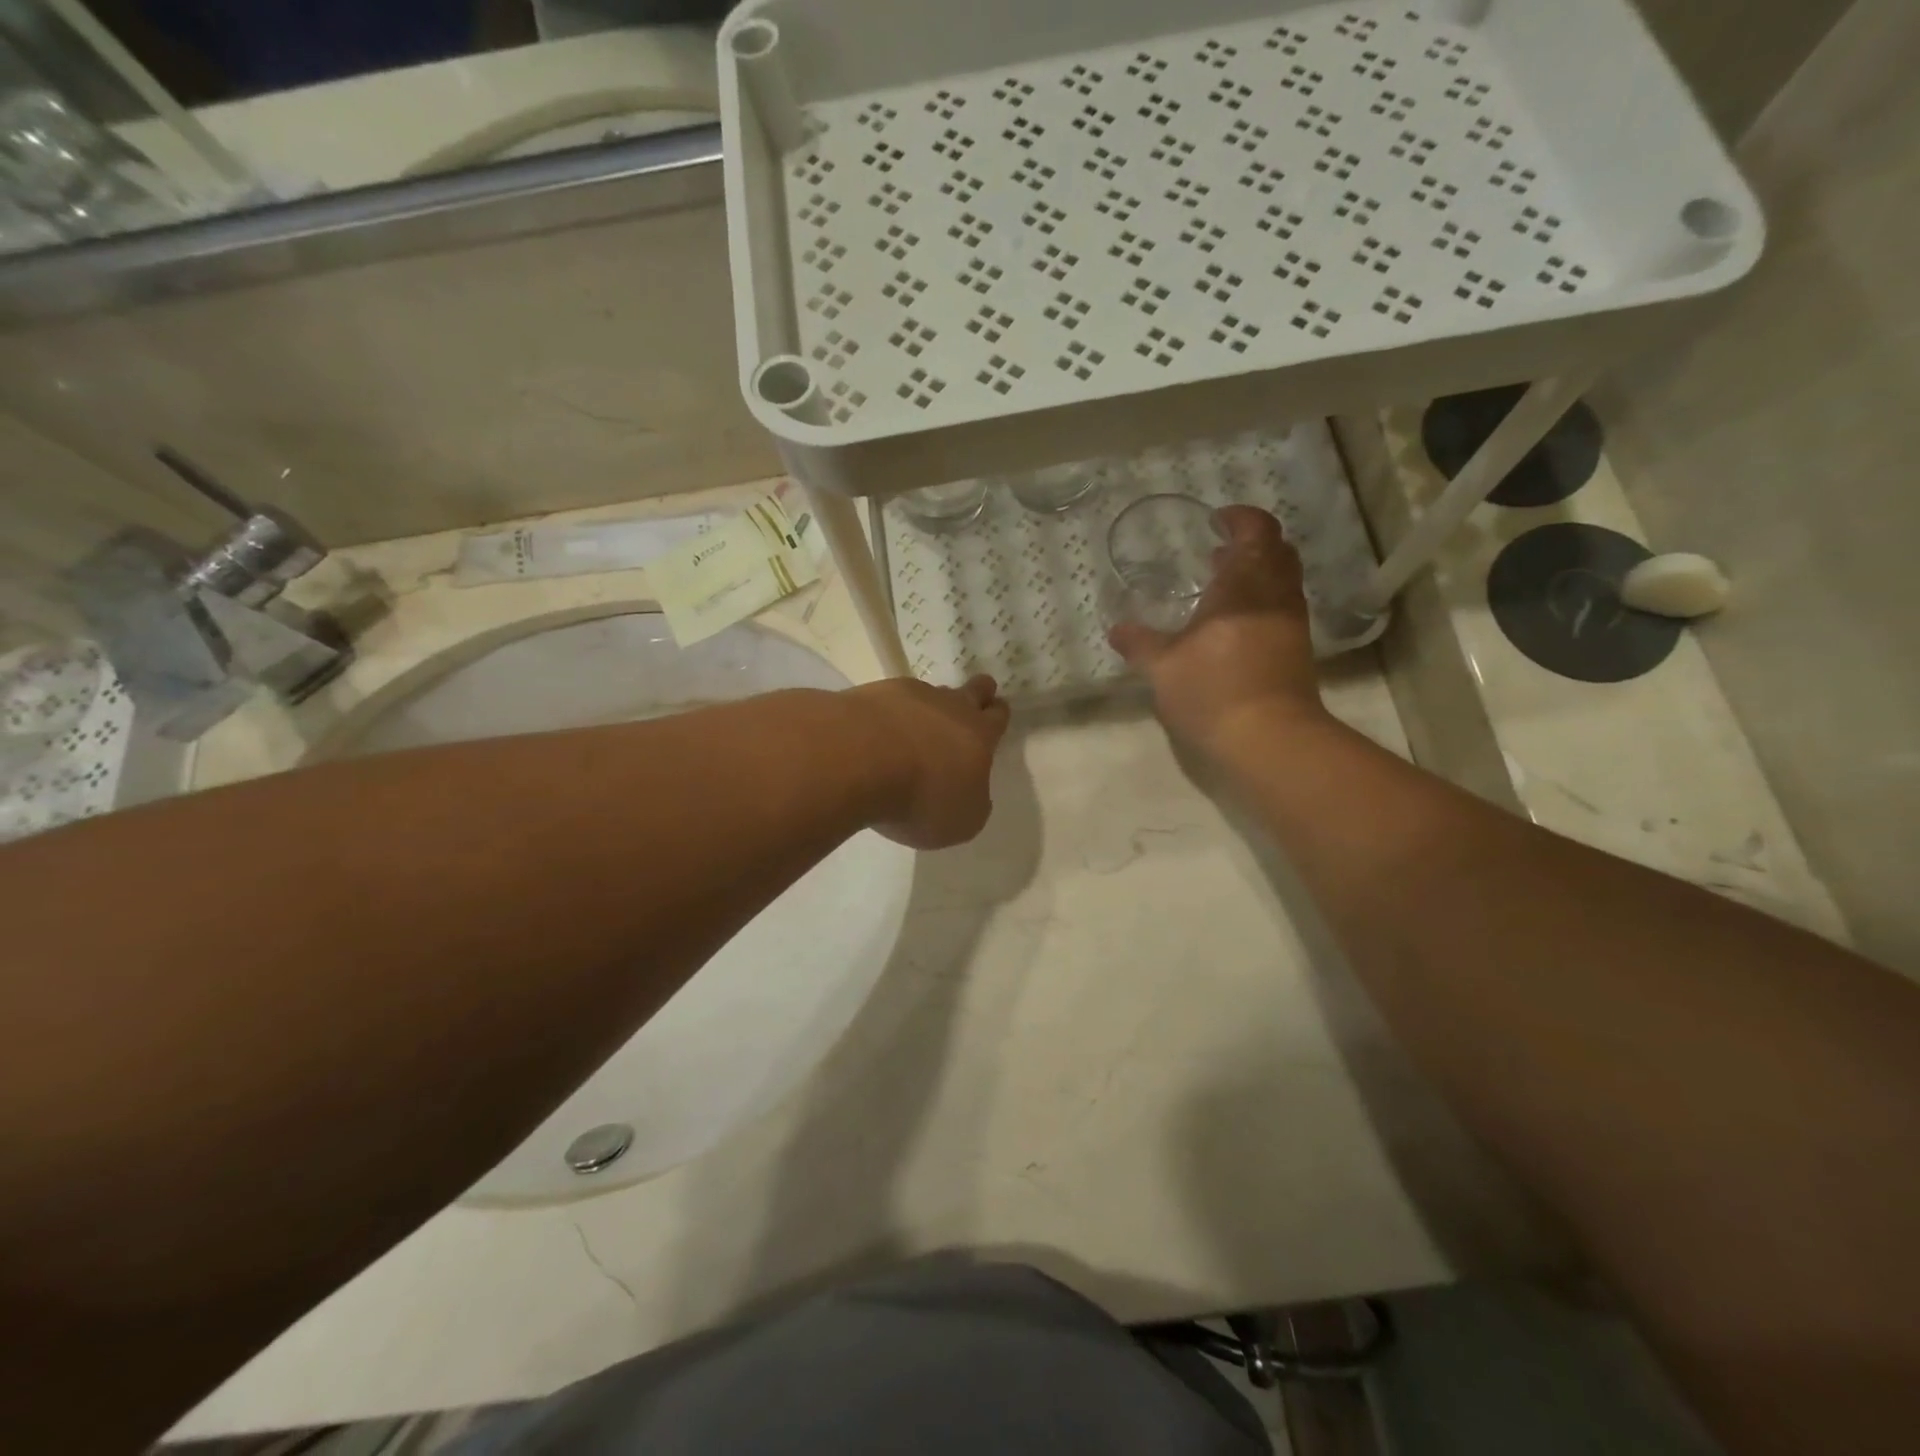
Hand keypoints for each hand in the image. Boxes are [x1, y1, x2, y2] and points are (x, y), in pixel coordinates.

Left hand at [846, 675, 1010, 848]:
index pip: (997, 717)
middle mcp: (949, 706)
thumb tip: (970, 793)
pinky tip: (876, 733)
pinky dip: (887, 714)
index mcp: (979, 735)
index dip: (997, 716)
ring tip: (915, 728)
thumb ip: (972, 803)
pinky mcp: (871, 694)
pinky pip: (888, 700)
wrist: (858, 760)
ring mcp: (909, 695)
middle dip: (977, 694)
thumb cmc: (921, 798)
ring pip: (930, 693)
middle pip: (972, 690)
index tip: (994, 715)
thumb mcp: (962, 821)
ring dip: (928, 707)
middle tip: (971, 703)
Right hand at [1108, 505, 1325, 752]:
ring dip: (1256, 574)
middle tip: (1217, 553)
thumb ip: (1140, 644)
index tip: (1216, 520)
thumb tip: (1117, 629)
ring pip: (1281, 581)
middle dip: (1249, 544)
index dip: (1239, 519)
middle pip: (1276, 551)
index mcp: (1244, 586)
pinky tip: (1232, 625)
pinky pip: (1281, 608)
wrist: (1270, 739)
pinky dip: (1260, 601)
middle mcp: (1274, 596)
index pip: (1256, 531)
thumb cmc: (1213, 691)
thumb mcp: (1163, 668)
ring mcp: (1290, 624)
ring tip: (1221, 586)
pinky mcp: (1296, 651)